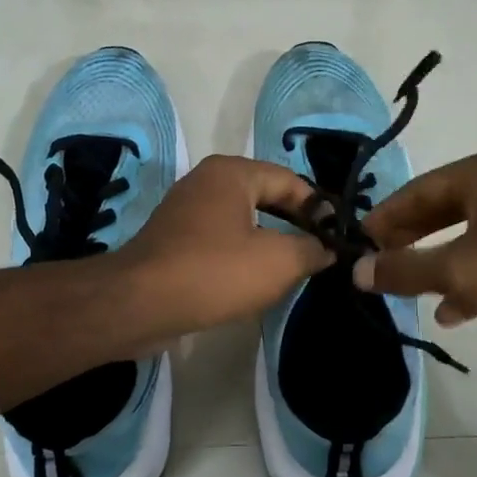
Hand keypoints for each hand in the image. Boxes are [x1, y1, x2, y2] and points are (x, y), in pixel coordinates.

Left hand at [118, 155, 332, 341]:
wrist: (139, 304)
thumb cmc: (214, 272)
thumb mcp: (277, 261)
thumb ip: (311, 249)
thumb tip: (327, 248)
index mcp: (232, 172)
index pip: (290, 180)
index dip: (319, 208)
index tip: (337, 237)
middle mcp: (206, 181)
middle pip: (265, 196)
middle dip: (294, 224)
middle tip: (319, 252)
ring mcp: (185, 210)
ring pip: (241, 220)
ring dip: (268, 241)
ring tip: (293, 268)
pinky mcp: (173, 240)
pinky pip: (219, 239)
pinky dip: (241, 254)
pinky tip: (253, 279)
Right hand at [355, 151, 476, 355]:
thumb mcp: (456, 267)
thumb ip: (403, 269)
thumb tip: (357, 272)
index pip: (418, 191)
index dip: (385, 217)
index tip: (358, 242)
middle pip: (437, 213)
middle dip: (407, 240)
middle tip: (375, 262)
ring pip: (459, 241)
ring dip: (432, 265)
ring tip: (402, 288)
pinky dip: (464, 286)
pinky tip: (447, 313)